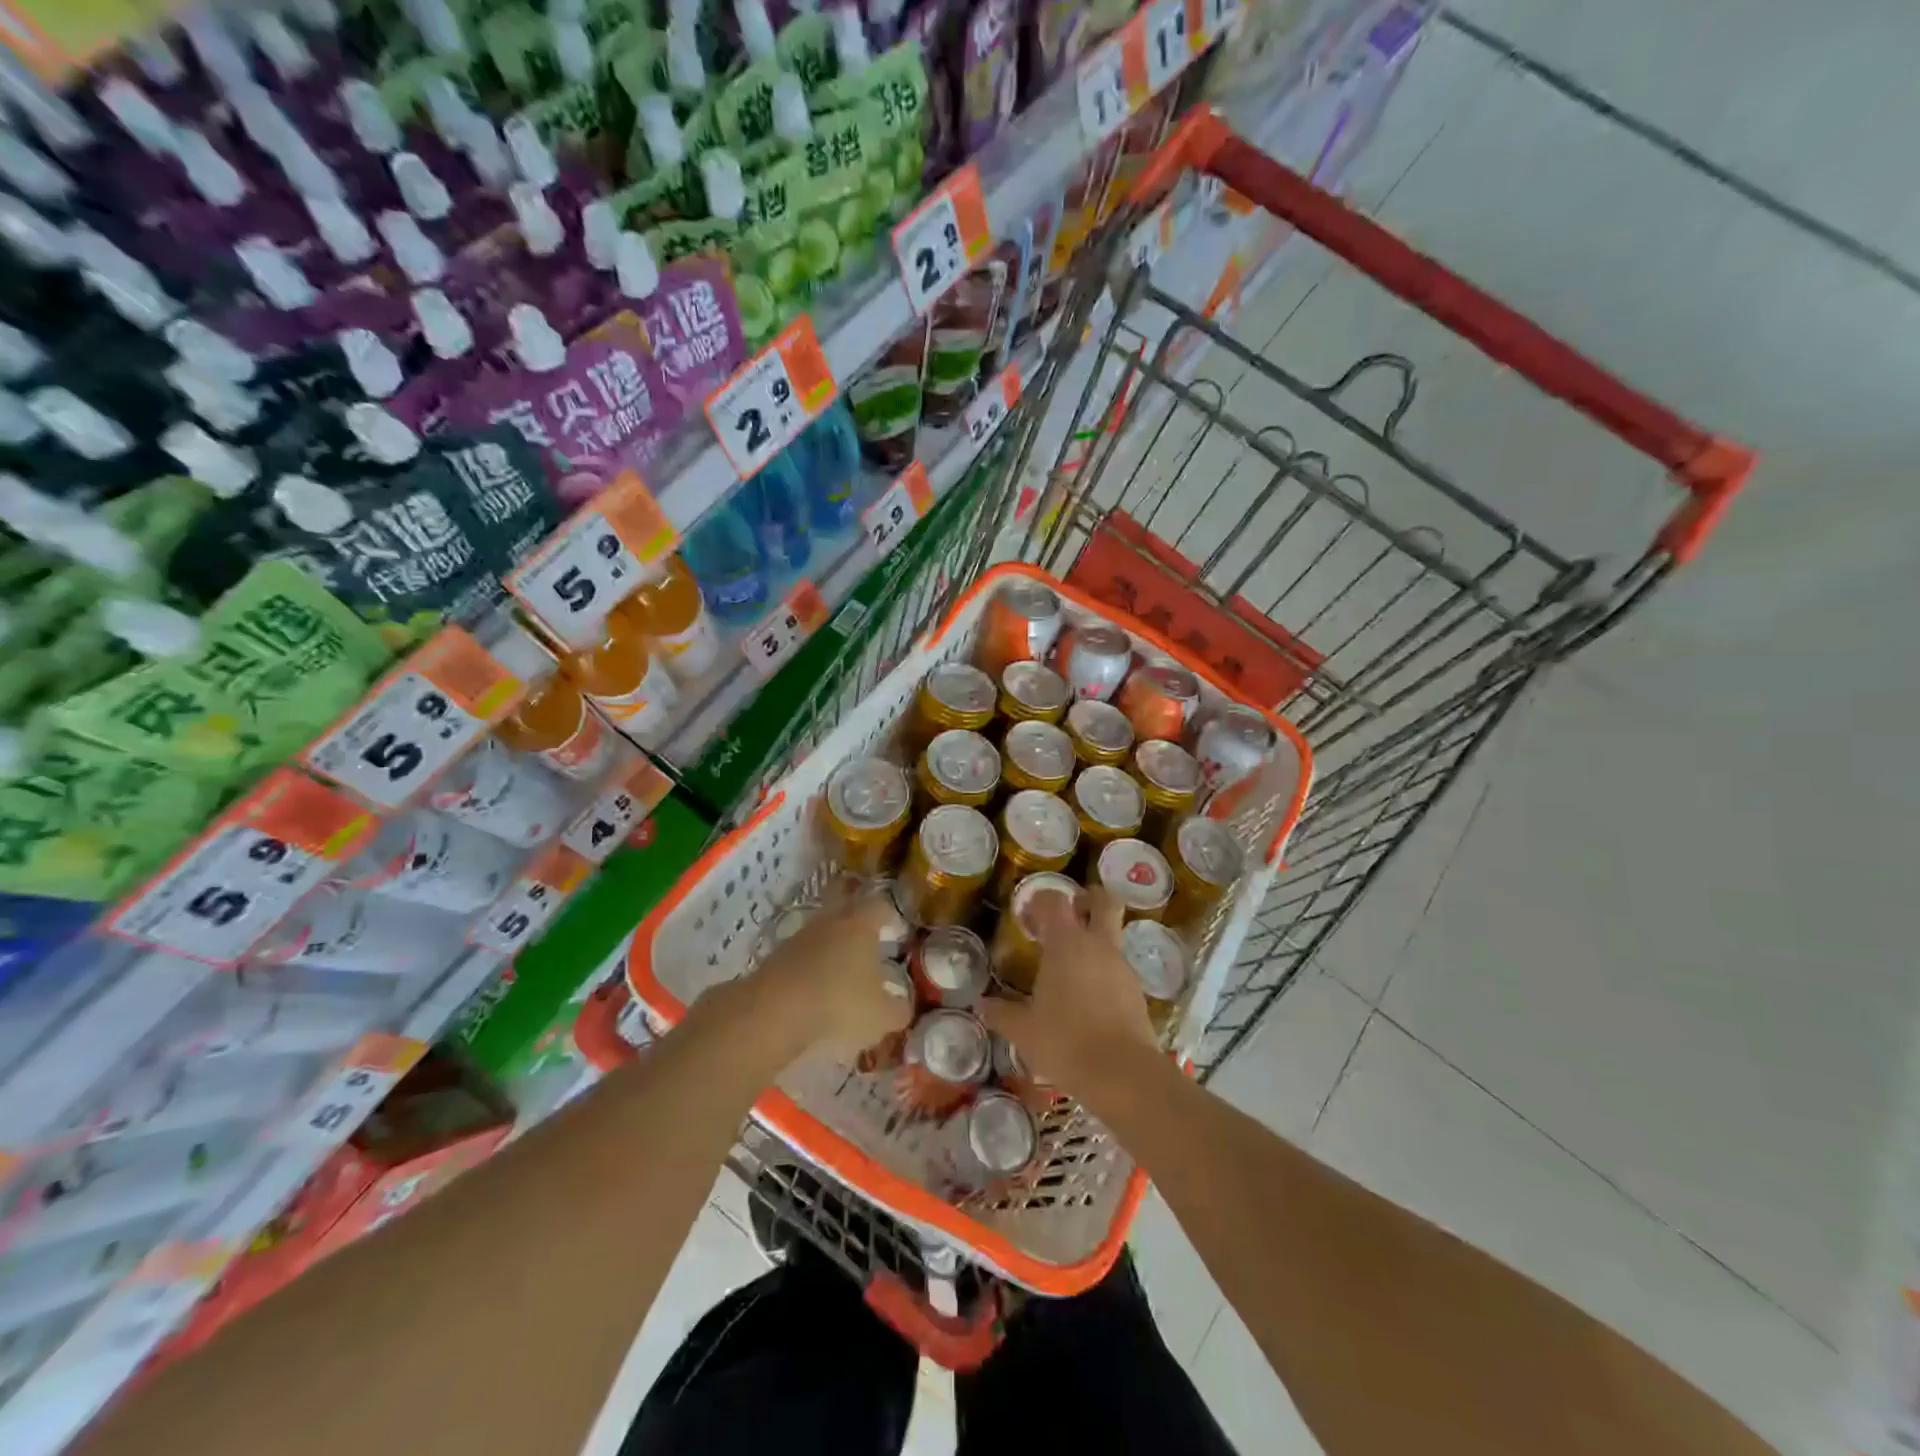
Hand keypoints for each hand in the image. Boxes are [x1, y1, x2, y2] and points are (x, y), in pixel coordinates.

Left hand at [748, 885, 912, 1058]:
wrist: (773, 1012)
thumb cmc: (839, 1004)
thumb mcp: (881, 1016)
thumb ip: (898, 1010)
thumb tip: (903, 1007)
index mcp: (860, 925)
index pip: (879, 905)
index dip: (888, 914)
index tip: (895, 928)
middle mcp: (830, 921)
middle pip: (844, 904)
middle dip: (856, 915)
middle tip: (868, 934)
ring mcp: (799, 937)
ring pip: (821, 929)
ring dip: (831, 942)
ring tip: (842, 966)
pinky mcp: (776, 957)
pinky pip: (802, 953)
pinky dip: (811, 964)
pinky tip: (817, 986)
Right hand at [981, 886, 1161, 1104]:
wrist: (1123, 1075)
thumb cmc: (1065, 1042)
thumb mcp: (1024, 1031)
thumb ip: (1002, 1013)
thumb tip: (982, 1004)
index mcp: (1067, 943)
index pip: (1054, 901)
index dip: (1040, 901)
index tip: (1026, 916)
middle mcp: (1098, 945)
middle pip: (1103, 901)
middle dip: (1087, 899)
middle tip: (1068, 913)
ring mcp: (1121, 966)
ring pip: (1112, 935)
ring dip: (1094, 940)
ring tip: (1069, 968)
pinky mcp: (1136, 991)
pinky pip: (1117, 968)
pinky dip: (1102, 971)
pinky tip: (1086, 998)